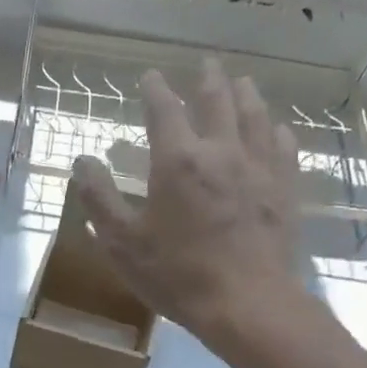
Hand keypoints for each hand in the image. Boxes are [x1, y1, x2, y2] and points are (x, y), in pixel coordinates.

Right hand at [72, 57, 304, 345]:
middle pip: (217, 101)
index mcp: (178, 161)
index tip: (150, 76)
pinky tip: (275, 130)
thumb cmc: (177, 274)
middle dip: (207, 79)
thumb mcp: (122, 243)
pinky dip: (275, 131)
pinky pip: (283, 147)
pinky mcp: (283, 190)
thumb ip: (99, 199)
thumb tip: (83, 161)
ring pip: (254, 116)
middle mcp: (221, 151)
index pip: (164, 110)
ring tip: (241, 83)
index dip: (155, 90)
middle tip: (205, 64)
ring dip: (245, 95)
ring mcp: (259, 168)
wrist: (246, 303)